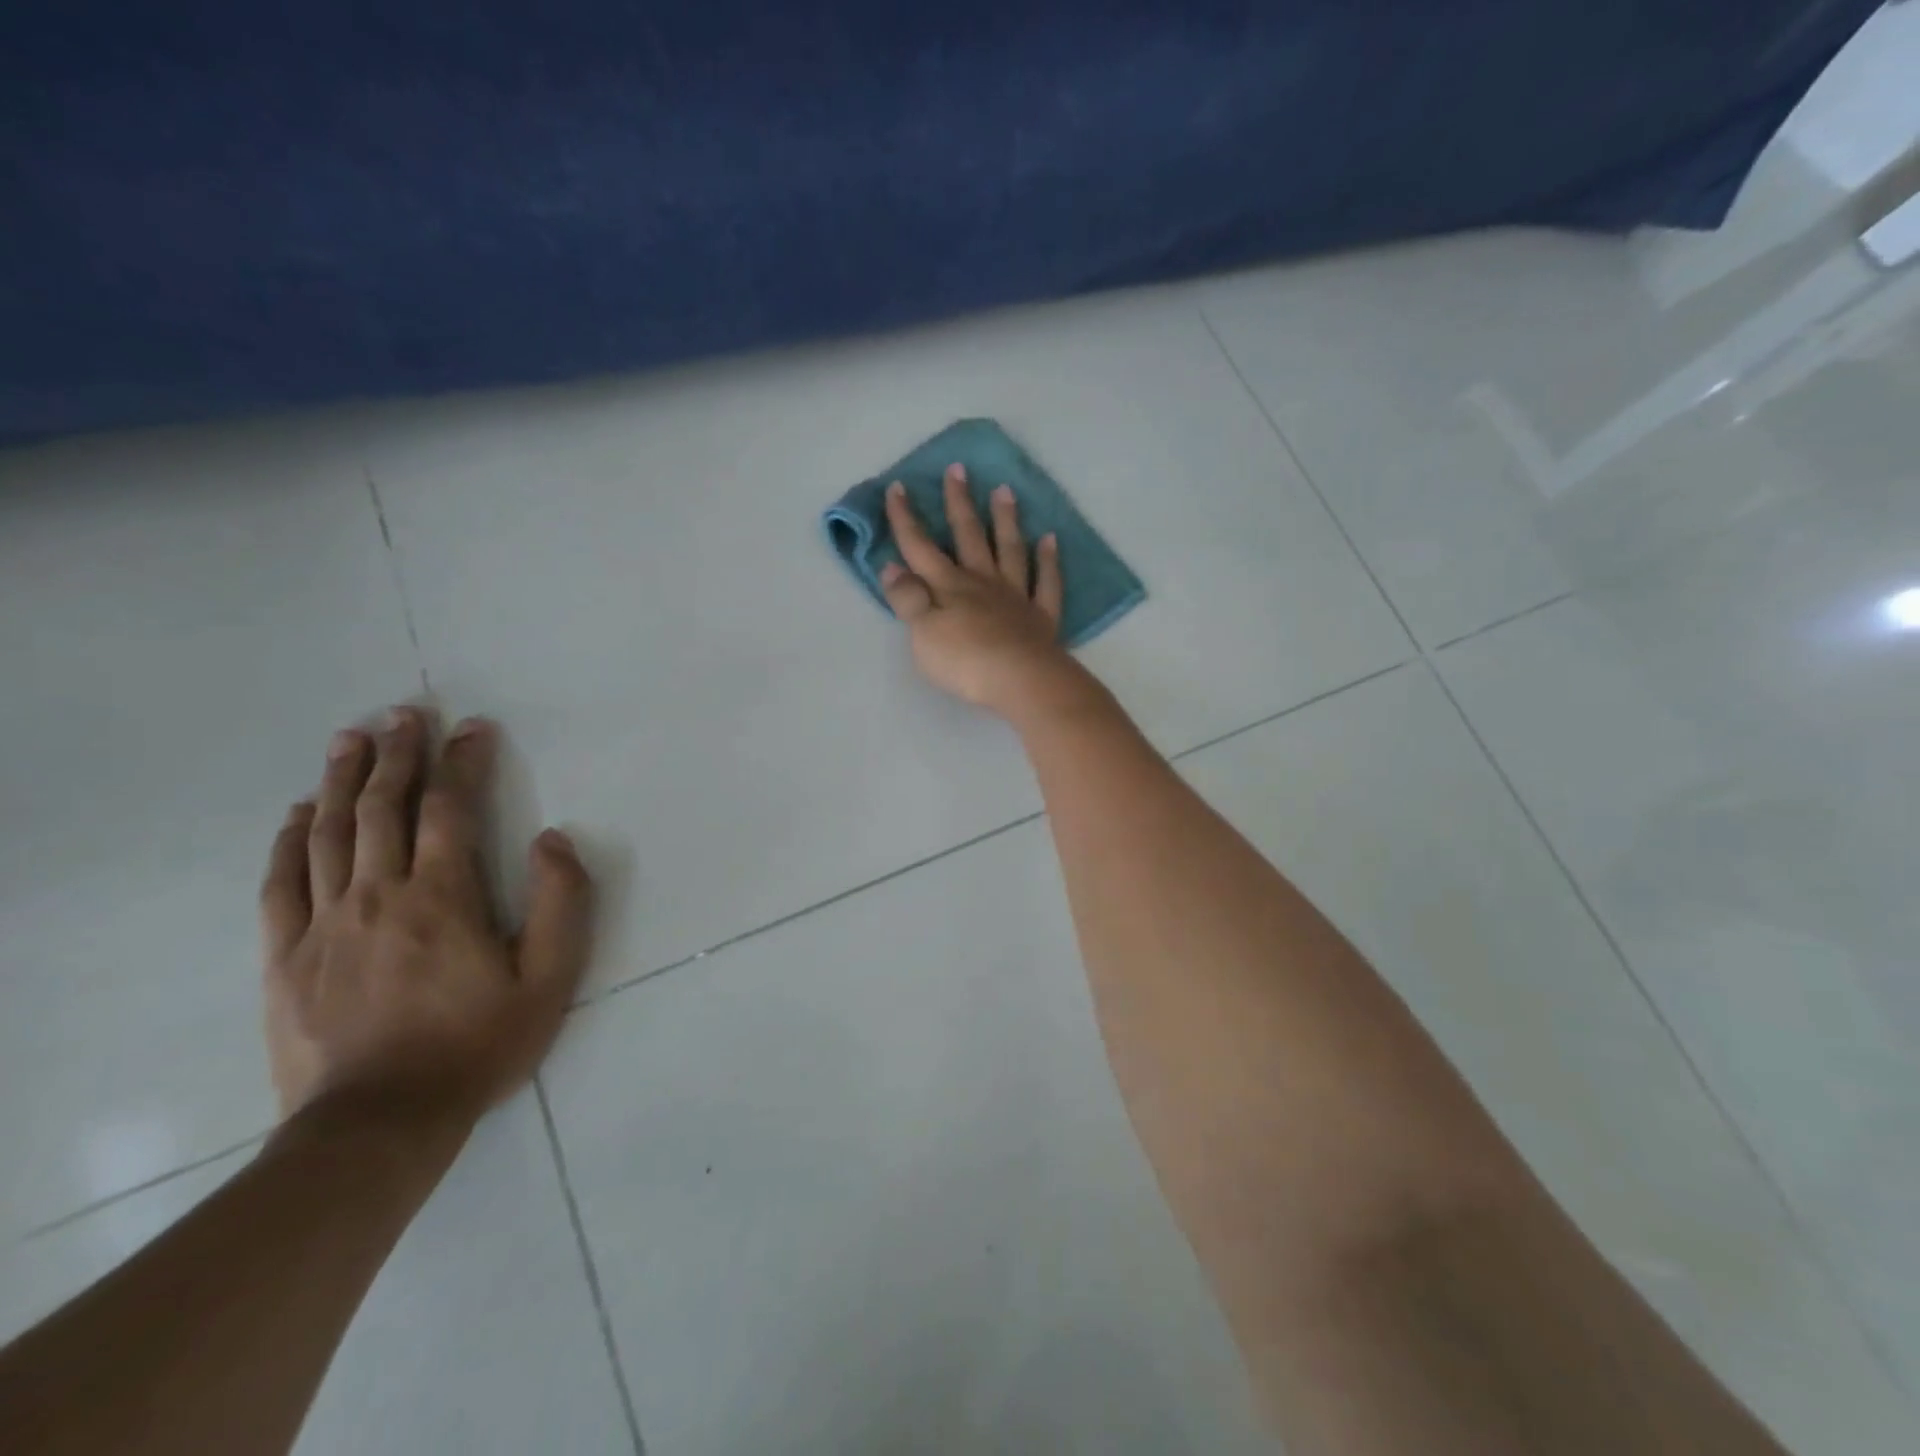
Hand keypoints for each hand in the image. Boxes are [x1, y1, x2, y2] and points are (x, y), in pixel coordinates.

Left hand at [260, 709, 592, 1127]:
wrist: (378, 1124)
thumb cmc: (478, 1045)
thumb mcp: (551, 979)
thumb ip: (561, 903)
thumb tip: (552, 840)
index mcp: (443, 897)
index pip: (451, 810)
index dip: (463, 762)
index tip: (472, 727)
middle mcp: (379, 895)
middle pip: (382, 808)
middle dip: (397, 754)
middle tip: (403, 712)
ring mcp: (324, 924)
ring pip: (329, 833)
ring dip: (341, 779)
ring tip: (350, 738)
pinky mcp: (285, 956)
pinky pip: (282, 882)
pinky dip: (290, 839)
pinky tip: (299, 813)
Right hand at [880, 465, 1089, 720]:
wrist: (1021, 681)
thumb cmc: (965, 661)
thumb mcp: (922, 633)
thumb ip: (907, 599)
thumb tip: (892, 566)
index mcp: (948, 586)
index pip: (920, 547)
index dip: (906, 518)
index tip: (897, 486)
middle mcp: (982, 582)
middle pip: (969, 537)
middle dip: (960, 503)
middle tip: (958, 469)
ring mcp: (1016, 597)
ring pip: (1010, 550)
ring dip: (1005, 520)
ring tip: (1005, 491)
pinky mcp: (1041, 617)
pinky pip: (1047, 582)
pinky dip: (1049, 560)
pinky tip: (1050, 540)